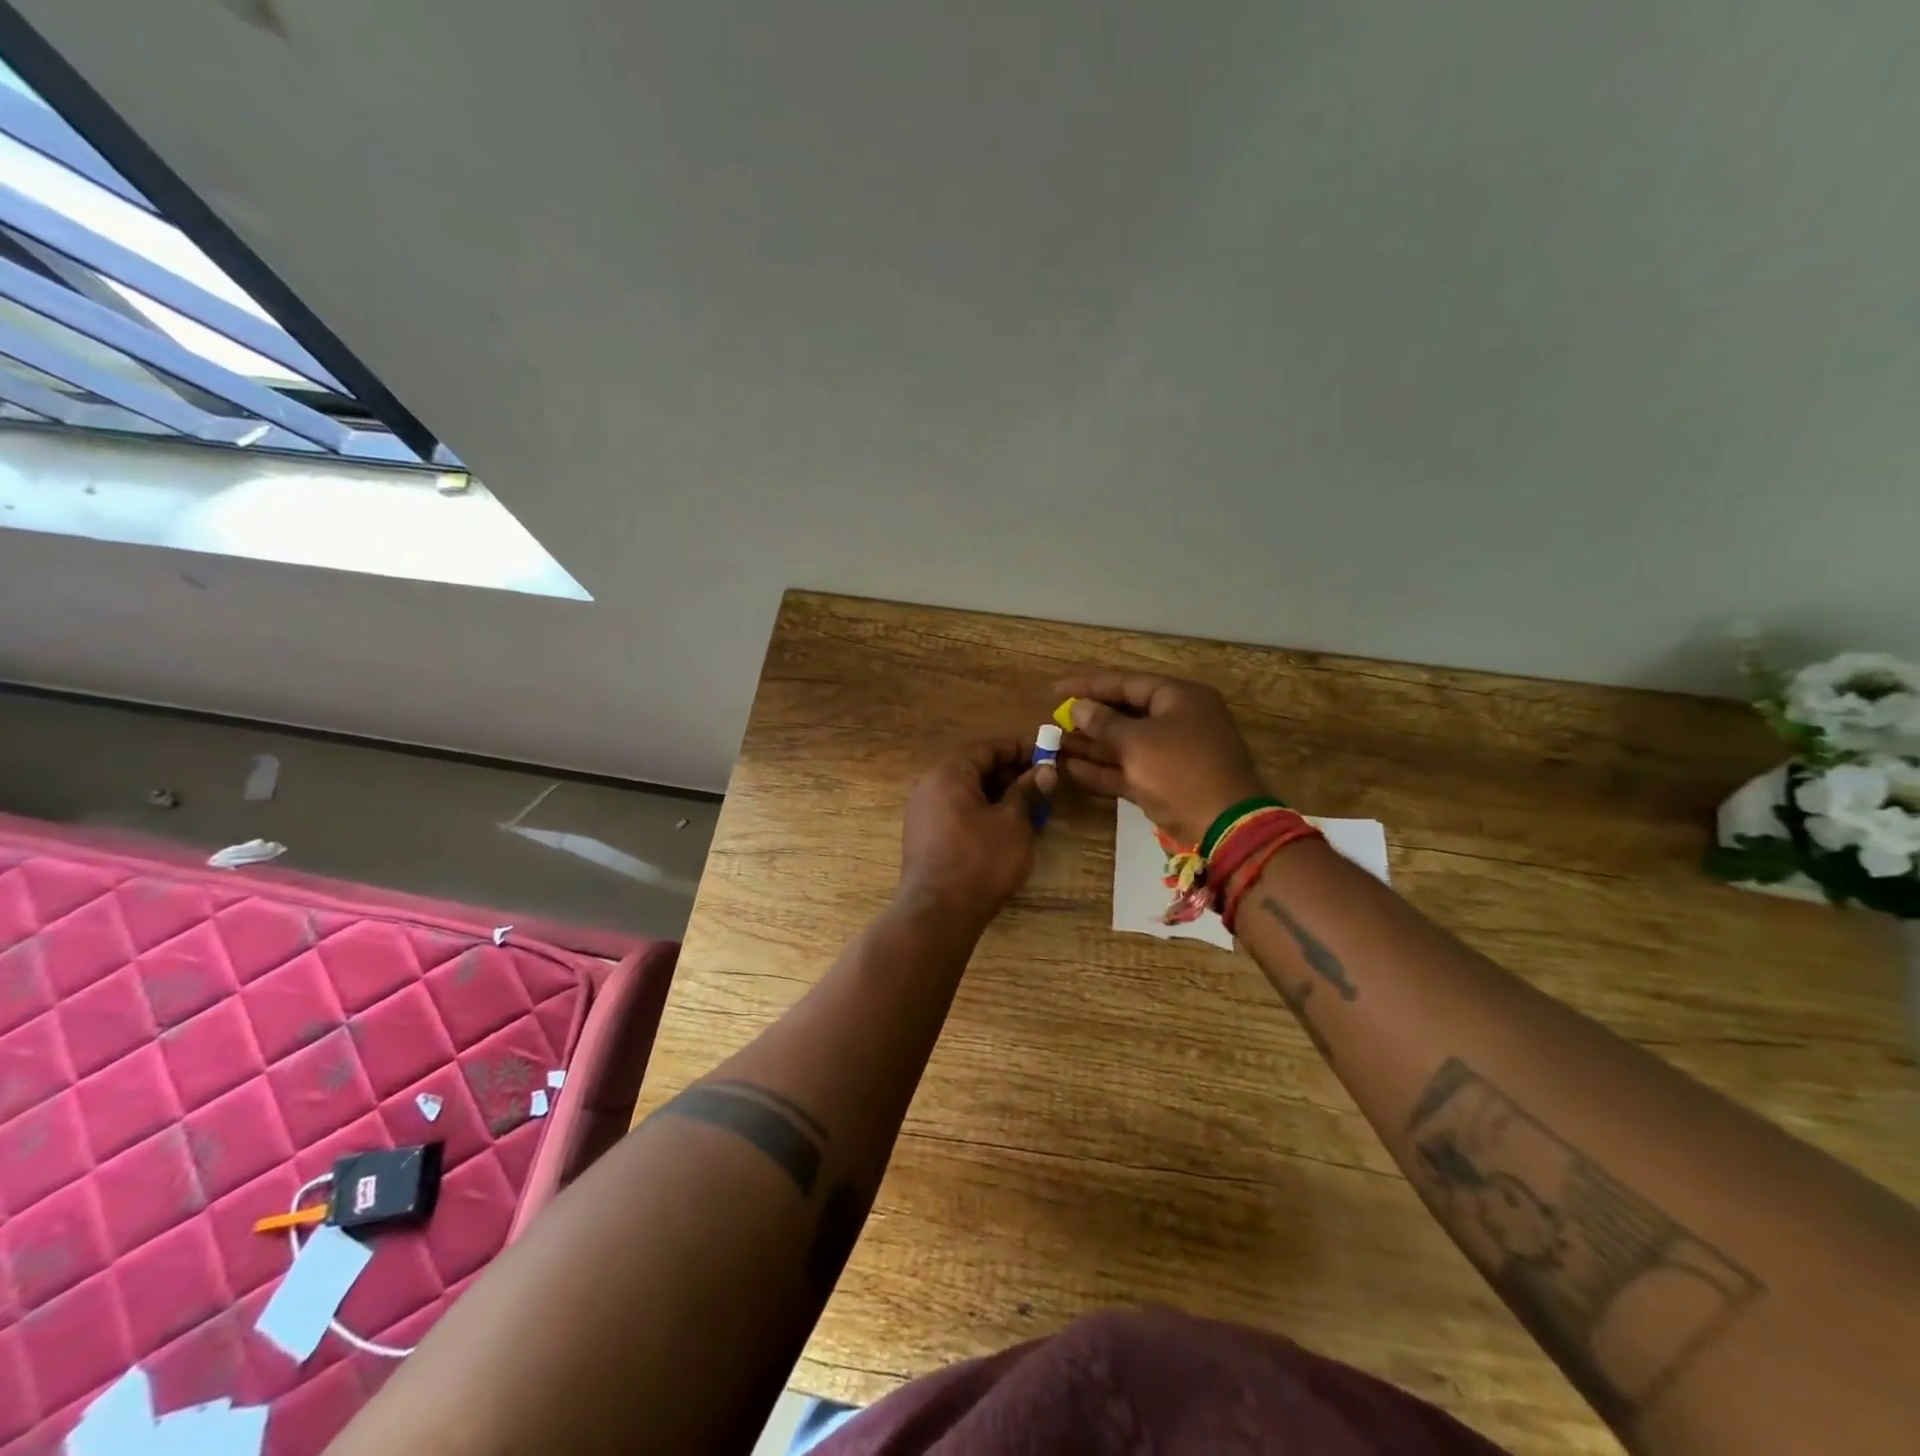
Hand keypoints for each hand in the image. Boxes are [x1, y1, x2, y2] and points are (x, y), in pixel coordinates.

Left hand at [898, 738, 1056, 925]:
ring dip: (997, 795)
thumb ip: (1028, 791)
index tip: (1048, 755)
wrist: (938, 913)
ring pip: (966, 791)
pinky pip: (956, 811)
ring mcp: (921, 811)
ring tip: (1029, 809)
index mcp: (948, 772)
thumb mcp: (1014, 822)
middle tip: (1042, 785)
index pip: (988, 747)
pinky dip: (981, 812)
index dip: (1021, 749)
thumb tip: (1044, 770)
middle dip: (1010, 774)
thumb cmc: (981, 861)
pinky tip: (1004, 829)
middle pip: (974, 767)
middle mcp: (929, 785)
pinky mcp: (922, 836)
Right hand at [1054, 672, 1268, 844]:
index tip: (1056, 690)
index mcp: (1180, 698)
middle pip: (1126, 713)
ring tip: (1056, 745)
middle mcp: (1179, 720)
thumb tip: (1079, 707)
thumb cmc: (1180, 771)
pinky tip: (1072, 769)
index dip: (1089, 685)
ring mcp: (1174, 754)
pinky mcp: (1167, 783)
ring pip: (1125, 744)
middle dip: (1089, 718)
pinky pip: (1130, 769)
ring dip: (1091, 746)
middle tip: (1054, 720)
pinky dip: (1104, 769)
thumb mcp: (1137, 743)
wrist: (1224, 827)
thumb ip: (1104, 723)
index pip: (1128, 683)